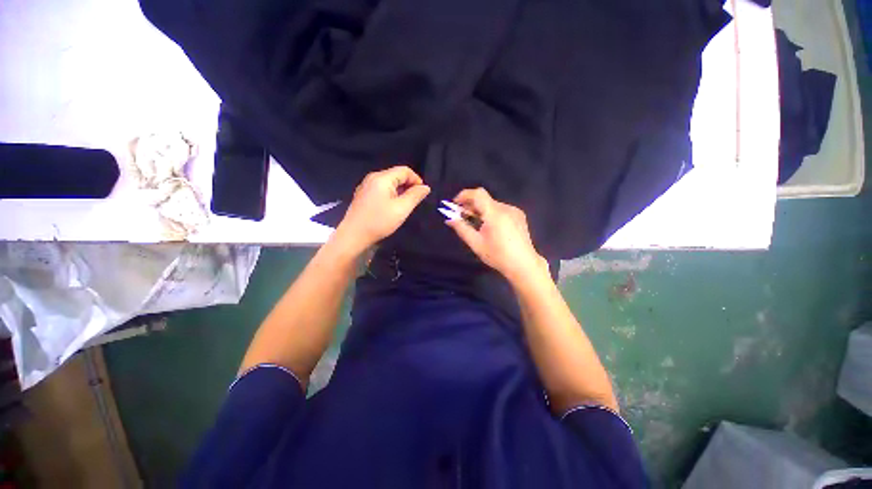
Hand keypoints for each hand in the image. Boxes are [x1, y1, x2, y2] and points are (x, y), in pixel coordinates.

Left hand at [333, 166, 430, 253]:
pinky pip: (381, 189)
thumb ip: (415, 196)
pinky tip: (392, 207)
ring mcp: (366, 186)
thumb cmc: (379, 221)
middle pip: (396, 175)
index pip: (404, 170)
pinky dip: (391, 194)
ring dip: (400, 191)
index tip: (422, 194)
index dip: (416, 179)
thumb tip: (425, 187)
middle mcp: (372, 177)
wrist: (353, 235)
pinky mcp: (363, 195)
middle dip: (408, 185)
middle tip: (415, 201)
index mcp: (382, 178)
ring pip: (389, 183)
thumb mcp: (402, 209)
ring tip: (405, 205)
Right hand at [445, 188, 547, 282]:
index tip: (455, 204)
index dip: (464, 195)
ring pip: (492, 204)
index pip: (478, 194)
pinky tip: (488, 226)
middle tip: (460, 215)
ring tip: (473, 222)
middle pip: (484, 199)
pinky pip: (500, 209)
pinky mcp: (519, 215)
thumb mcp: (476, 243)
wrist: (523, 264)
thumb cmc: (498, 256)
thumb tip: (449, 218)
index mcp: (495, 214)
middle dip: (470, 205)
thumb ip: (461, 228)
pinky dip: (490, 213)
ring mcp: (514, 211)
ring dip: (480, 209)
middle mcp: (506, 208)